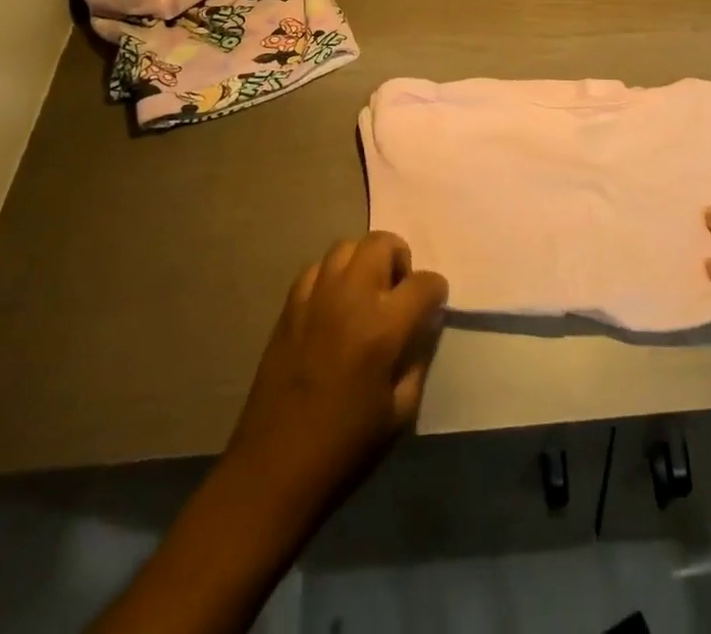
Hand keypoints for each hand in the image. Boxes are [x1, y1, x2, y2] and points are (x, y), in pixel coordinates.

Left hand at [224, 231, 448, 514]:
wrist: (274, 468)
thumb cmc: (345, 447)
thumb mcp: (401, 412)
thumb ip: (418, 358)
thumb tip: (424, 326)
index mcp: (383, 327)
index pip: (425, 282)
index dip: (436, 292)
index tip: (432, 308)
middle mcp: (350, 298)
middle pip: (383, 242)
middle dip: (400, 259)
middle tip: (397, 292)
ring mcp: (316, 297)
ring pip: (347, 246)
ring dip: (364, 261)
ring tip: (365, 294)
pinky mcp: (289, 306)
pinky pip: (317, 268)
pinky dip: (332, 276)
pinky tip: (333, 306)